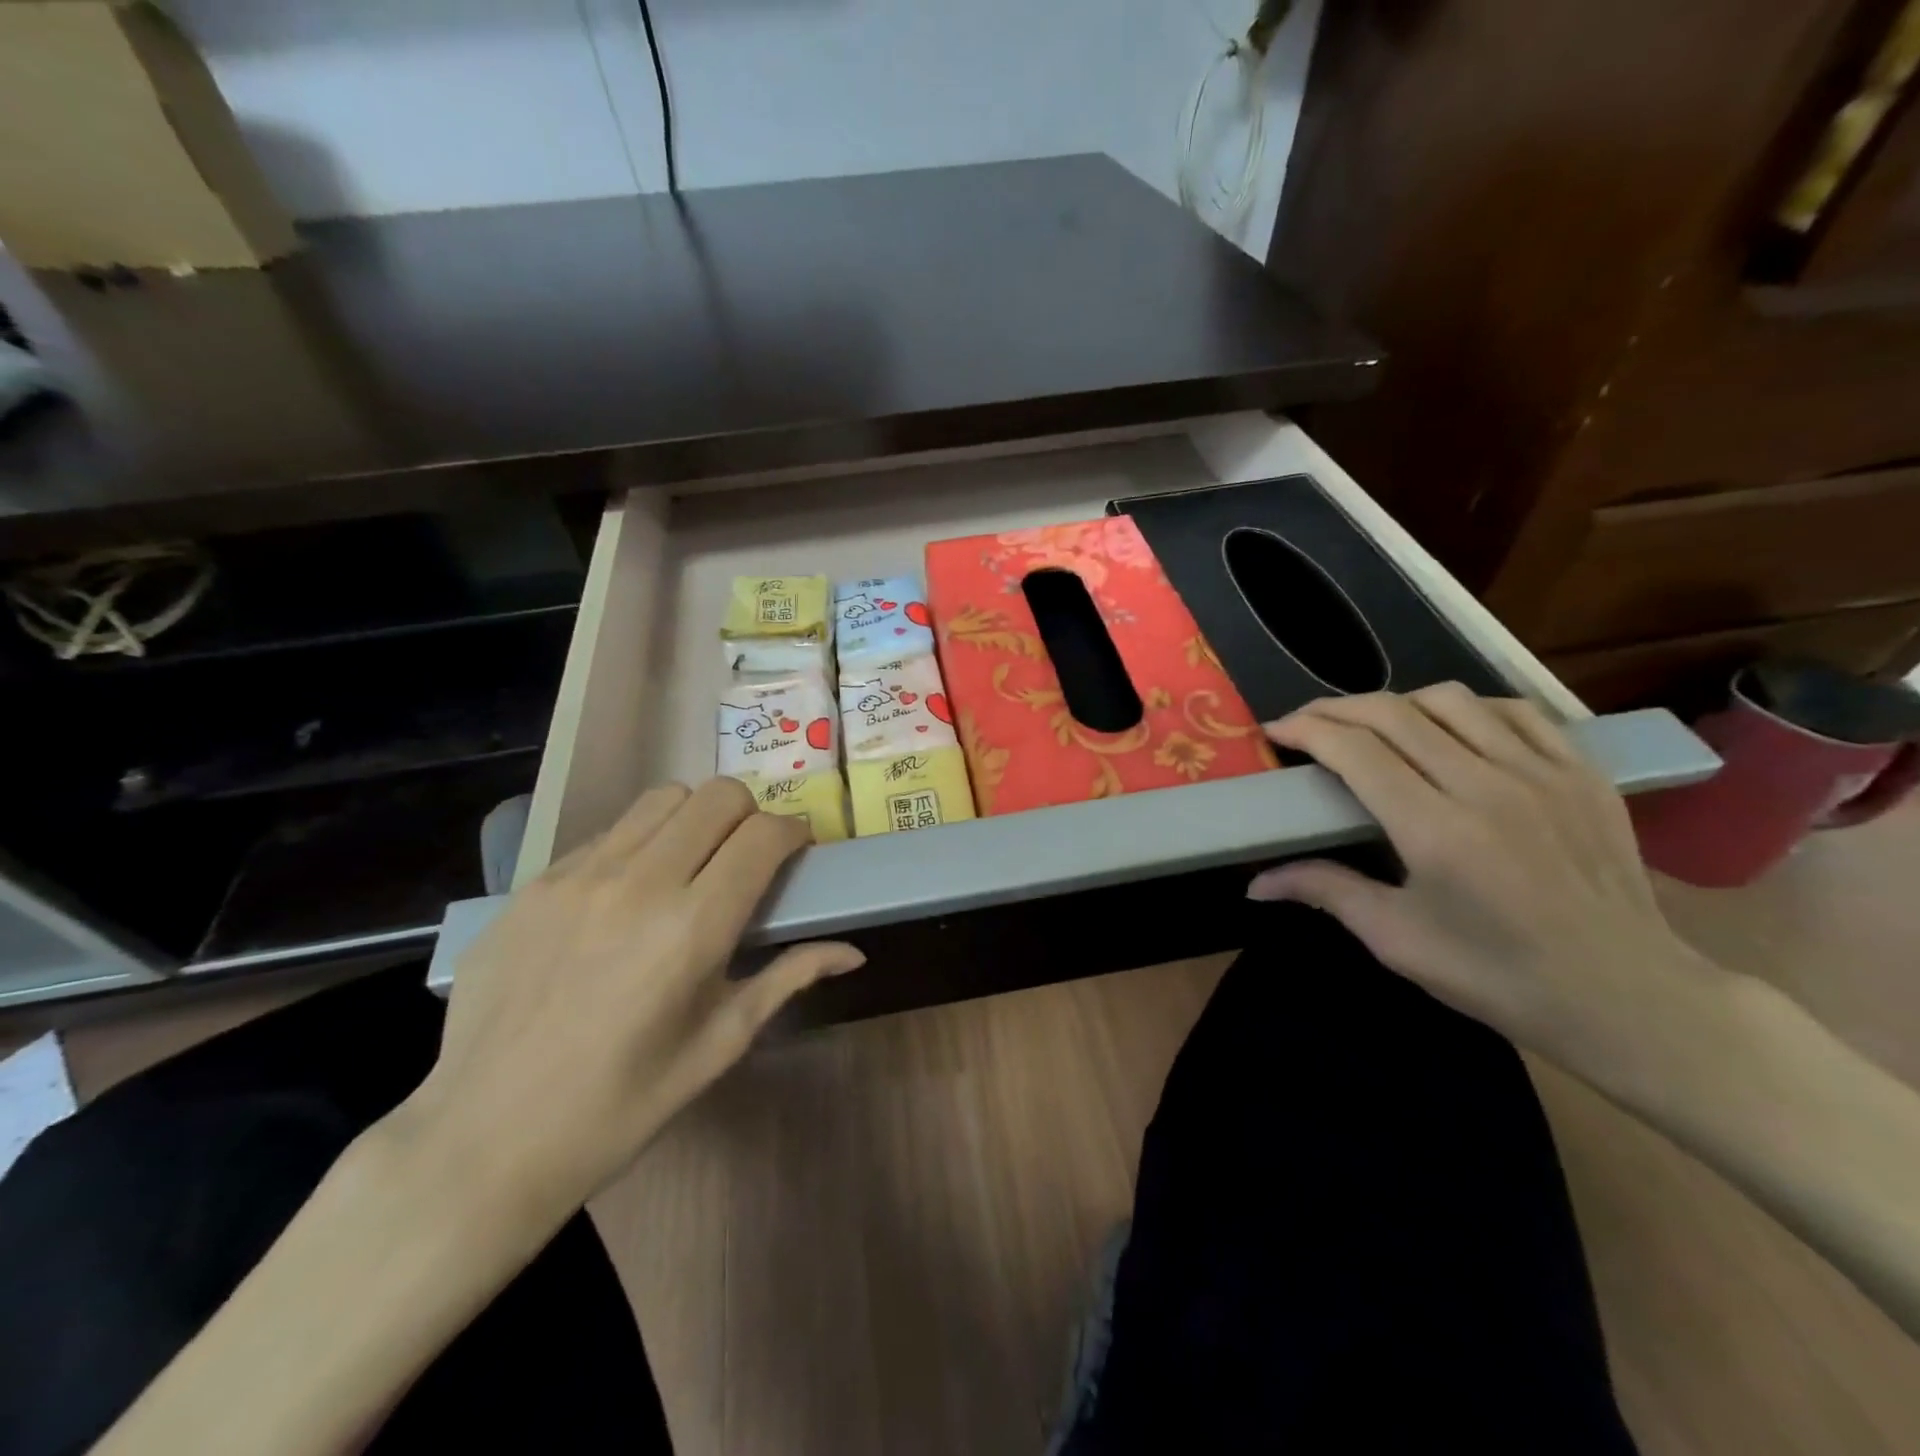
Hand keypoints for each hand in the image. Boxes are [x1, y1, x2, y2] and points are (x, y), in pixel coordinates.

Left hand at [405, 778, 862, 1222]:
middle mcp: (640, 883)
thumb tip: (853, 952)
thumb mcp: (719, 1044)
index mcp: (694, 927)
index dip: (794, 832)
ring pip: (662, 798)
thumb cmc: (622, 1104)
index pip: (764, 835)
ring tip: (692, 862)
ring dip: (695, 817)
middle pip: (718, 795)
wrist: (485, 1140)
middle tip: (749, 855)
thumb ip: (789, 978)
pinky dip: (640, 843)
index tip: (798, 851)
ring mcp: (579, 877)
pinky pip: (607, 833)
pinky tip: (629, 895)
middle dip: (750, 814)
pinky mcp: (535, 884)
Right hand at [1248, 686, 1725, 1075]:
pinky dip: (1468, 708)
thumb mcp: (1397, 939)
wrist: (1628, 997)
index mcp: (1436, 831)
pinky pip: (1515, 711)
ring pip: (1451, 700)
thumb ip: (1325, 891)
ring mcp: (1542, 773)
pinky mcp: (1582, 773)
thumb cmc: (1498, 975)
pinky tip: (1450, 727)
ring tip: (1373, 726)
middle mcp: (1487, 787)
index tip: (1275, 731)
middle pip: (1394, 714)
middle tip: (1306, 723)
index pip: (1355, 751)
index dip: (1307, 730)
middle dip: (1336, 709)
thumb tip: (1255, 883)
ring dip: (1397, 703)